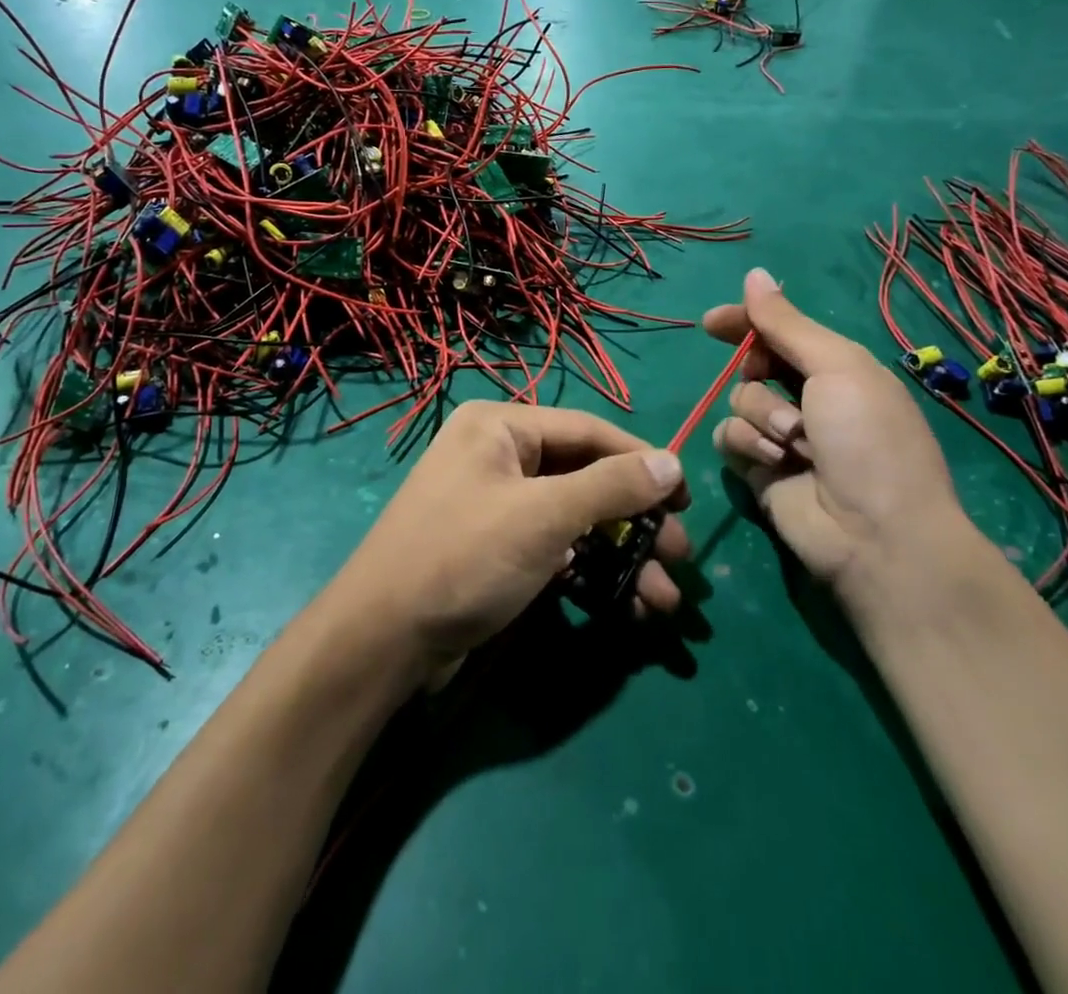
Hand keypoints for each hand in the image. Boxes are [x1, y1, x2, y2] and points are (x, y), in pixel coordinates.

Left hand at [332, 401, 690, 676]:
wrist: (381, 641)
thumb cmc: (464, 557)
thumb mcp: (544, 515)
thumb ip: (612, 486)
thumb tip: (672, 461)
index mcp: (501, 426)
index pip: (589, 431)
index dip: (642, 461)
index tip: (687, 497)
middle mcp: (498, 456)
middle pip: (585, 478)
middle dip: (636, 521)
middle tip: (681, 556)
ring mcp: (496, 505)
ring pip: (575, 519)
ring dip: (621, 556)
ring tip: (663, 599)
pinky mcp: (495, 550)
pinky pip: (554, 548)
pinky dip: (589, 572)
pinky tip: (625, 605)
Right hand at [701, 268, 964, 598]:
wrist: (875, 534)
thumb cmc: (866, 438)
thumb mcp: (836, 367)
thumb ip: (787, 323)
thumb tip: (753, 274)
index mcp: (835, 367)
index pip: (779, 331)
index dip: (746, 322)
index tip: (712, 323)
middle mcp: (806, 398)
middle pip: (752, 365)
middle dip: (757, 374)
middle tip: (772, 385)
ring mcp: (781, 436)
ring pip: (737, 401)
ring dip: (761, 416)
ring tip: (794, 443)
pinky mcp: (759, 469)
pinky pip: (728, 438)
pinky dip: (747, 445)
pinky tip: (774, 462)